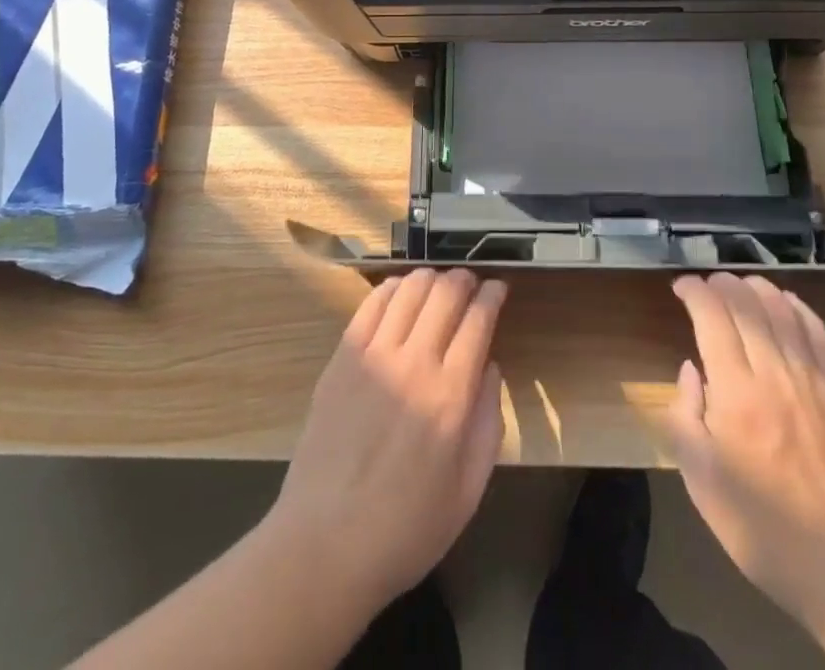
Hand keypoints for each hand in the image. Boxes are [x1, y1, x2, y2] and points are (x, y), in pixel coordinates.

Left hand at [263, 269, 507, 615]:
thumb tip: (490, 368)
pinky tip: (400, 290)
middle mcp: (415, 363)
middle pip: (445, 294)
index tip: (498, 288)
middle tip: (471, 282)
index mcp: (451, 396)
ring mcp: (374, 356)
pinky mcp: (342, 358)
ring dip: (430, 278)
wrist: (325, 546)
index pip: (478, 320)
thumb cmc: (406, 529)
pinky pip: (371, 305)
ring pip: (409, 289)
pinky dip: (392, 288)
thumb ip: (489, 423)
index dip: (492, 295)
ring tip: (438, 283)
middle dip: (464, 279)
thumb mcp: (468, 491)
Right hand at [668, 274, 824, 625]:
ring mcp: (814, 380)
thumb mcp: (701, 482)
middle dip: (722, 284)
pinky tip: (787, 302)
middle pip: (746, 305)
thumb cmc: (764, 530)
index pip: (711, 316)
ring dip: (757, 288)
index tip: (681, 287)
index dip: (694, 291)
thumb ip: (685, 416)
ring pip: (782, 311)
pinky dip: (799, 308)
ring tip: (741, 284)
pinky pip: (819, 333)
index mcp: (735, 393)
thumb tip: (690, 370)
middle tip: (707, 284)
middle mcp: (774, 373)